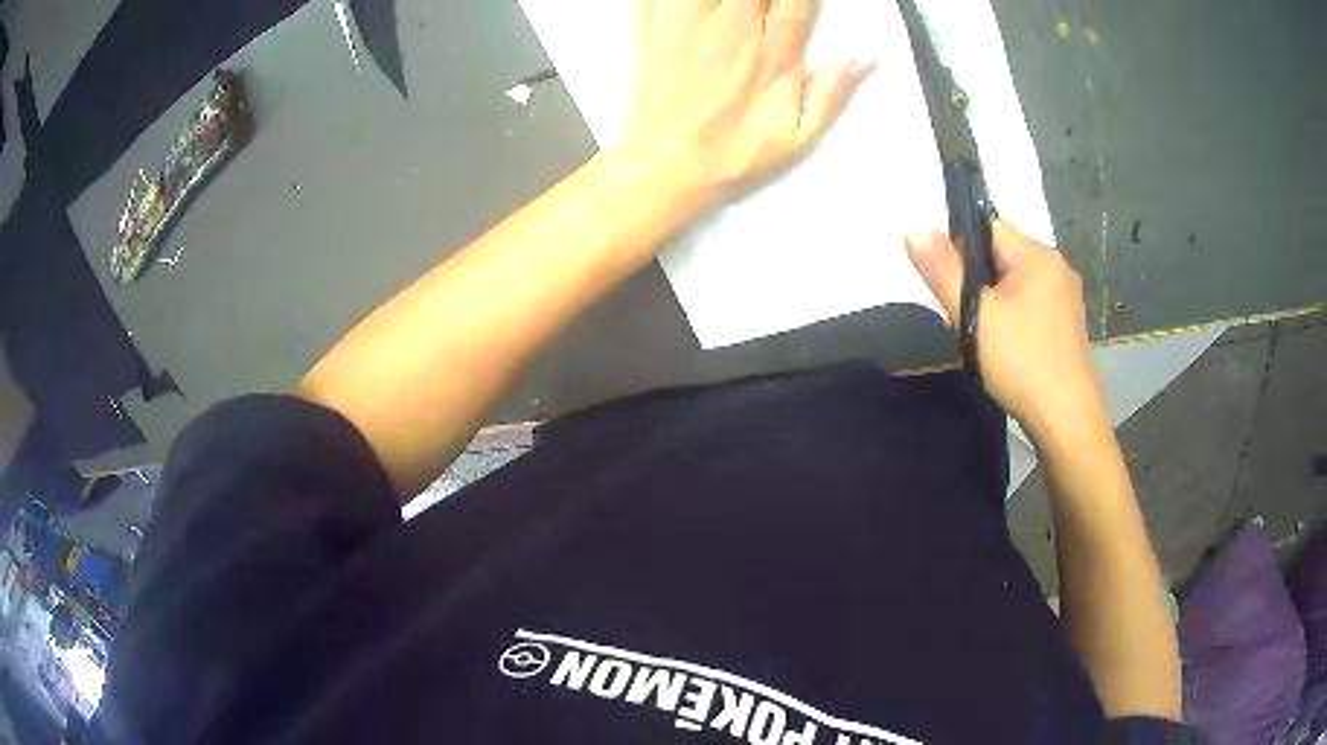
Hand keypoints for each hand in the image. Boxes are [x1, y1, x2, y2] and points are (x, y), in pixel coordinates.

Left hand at [616, 0, 873, 203]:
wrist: (662, 167)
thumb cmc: (729, 156)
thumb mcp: (796, 138)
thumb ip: (831, 94)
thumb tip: (864, 59)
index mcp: (772, 55)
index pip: (798, 0)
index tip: (800, 0)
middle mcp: (733, 31)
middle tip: (767, 6)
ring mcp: (688, 24)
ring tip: (737, 6)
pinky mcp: (653, 25)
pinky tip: (695, 5)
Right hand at [906, 223, 1106, 433]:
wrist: (1066, 420)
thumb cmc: (1021, 362)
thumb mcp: (974, 315)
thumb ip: (943, 269)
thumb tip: (913, 227)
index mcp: (1037, 254)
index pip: (988, 229)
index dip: (961, 251)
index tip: (953, 290)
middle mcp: (1057, 266)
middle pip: (1003, 256)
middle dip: (979, 281)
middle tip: (969, 320)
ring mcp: (1068, 297)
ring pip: (1018, 283)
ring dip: (998, 302)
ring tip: (988, 338)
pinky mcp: (1070, 324)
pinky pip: (1034, 305)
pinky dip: (1017, 318)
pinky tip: (1011, 349)